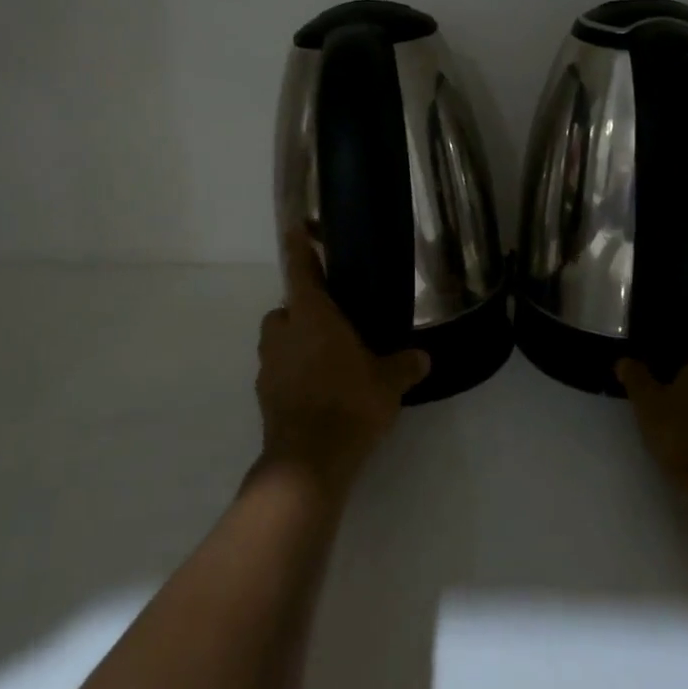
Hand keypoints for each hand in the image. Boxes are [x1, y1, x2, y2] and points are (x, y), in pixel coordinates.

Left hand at [254, 233, 430, 497]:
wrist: (308, 460)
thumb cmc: (349, 403)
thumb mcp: (388, 382)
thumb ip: (404, 365)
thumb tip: (423, 357)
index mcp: (311, 316)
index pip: (300, 270)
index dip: (299, 247)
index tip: (295, 228)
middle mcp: (283, 333)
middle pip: (286, 308)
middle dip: (303, 309)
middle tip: (332, 320)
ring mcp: (268, 365)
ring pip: (278, 340)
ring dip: (295, 341)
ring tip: (325, 357)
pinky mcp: (264, 394)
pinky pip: (278, 369)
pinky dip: (292, 371)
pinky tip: (316, 388)